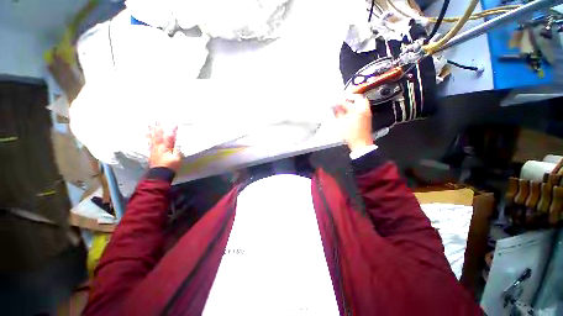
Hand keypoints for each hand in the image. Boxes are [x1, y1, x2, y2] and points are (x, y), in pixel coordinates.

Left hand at [147, 123, 181, 171]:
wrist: (159, 175)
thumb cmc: (170, 166)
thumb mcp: (177, 158)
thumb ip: (177, 150)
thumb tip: (177, 143)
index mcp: (165, 147)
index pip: (170, 136)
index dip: (172, 129)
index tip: (174, 122)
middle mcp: (158, 146)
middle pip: (158, 135)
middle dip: (159, 127)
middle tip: (157, 120)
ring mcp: (154, 149)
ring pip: (152, 138)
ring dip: (151, 131)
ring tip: (149, 124)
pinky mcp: (152, 153)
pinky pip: (149, 143)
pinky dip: (148, 138)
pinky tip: (147, 135)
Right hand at [333, 94, 372, 151]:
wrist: (361, 144)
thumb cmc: (352, 136)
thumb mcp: (341, 124)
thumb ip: (338, 113)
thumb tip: (335, 107)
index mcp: (356, 110)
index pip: (345, 101)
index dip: (338, 100)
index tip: (334, 101)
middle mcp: (364, 110)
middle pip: (358, 97)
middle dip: (349, 97)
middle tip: (342, 99)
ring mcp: (367, 113)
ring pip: (362, 101)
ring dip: (354, 100)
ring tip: (346, 104)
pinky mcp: (368, 117)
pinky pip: (364, 107)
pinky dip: (357, 105)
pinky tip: (351, 110)